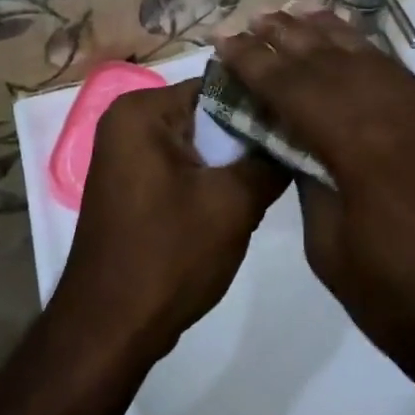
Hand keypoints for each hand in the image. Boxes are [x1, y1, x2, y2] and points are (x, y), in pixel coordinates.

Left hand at [53, 80, 288, 362]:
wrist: (110, 328)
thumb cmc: (168, 256)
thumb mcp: (232, 203)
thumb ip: (269, 160)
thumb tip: (299, 134)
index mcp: (143, 110)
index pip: (219, 85)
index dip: (263, 103)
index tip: (304, 121)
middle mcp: (128, 120)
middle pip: (208, 112)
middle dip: (249, 134)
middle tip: (297, 150)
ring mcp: (127, 153)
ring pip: (199, 142)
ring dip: (234, 160)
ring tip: (278, 174)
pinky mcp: (133, 184)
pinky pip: (182, 165)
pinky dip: (212, 178)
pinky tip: (244, 198)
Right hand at [216, 10, 414, 396]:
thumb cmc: (405, 304)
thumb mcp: (331, 250)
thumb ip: (309, 182)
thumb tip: (297, 144)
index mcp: (361, 145)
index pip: (294, 88)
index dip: (254, 63)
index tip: (223, 40)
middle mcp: (399, 112)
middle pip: (331, 60)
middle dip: (286, 38)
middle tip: (250, 19)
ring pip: (370, 57)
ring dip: (327, 34)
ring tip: (293, 12)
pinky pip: (400, 75)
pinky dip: (367, 54)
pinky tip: (349, 44)